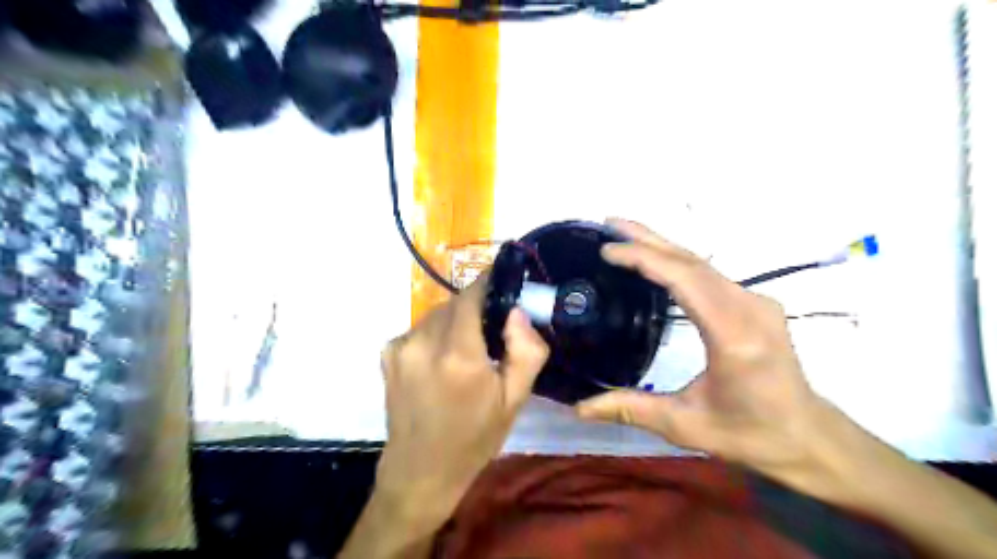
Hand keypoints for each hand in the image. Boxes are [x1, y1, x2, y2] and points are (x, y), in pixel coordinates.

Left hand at [378, 278, 548, 525]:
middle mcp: (424, 342)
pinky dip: (436, 334)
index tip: (504, 286)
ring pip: (437, 313)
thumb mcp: (515, 399)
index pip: (473, 294)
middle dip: (476, 307)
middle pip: (455, 302)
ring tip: (466, 350)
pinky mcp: (387, 353)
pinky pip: (421, 328)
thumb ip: (526, 350)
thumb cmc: (474, 438)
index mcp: (459, 355)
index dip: (490, 285)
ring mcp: (400, 346)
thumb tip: (517, 311)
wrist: (420, 471)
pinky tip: (441, 361)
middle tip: (492, 331)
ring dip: (455, 321)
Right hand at [578, 221, 840, 494]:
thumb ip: (630, 410)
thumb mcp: (685, 426)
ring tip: (625, 235)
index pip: (685, 280)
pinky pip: (711, 274)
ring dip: (663, 246)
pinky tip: (658, 261)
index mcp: (733, 335)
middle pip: (693, 261)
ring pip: (703, 263)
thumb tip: (579, 408)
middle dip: (648, 238)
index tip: (608, 250)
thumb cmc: (751, 433)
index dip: (645, 258)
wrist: (808, 437)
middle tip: (609, 224)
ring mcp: (756, 301)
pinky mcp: (755, 304)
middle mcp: (749, 308)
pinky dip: (678, 261)